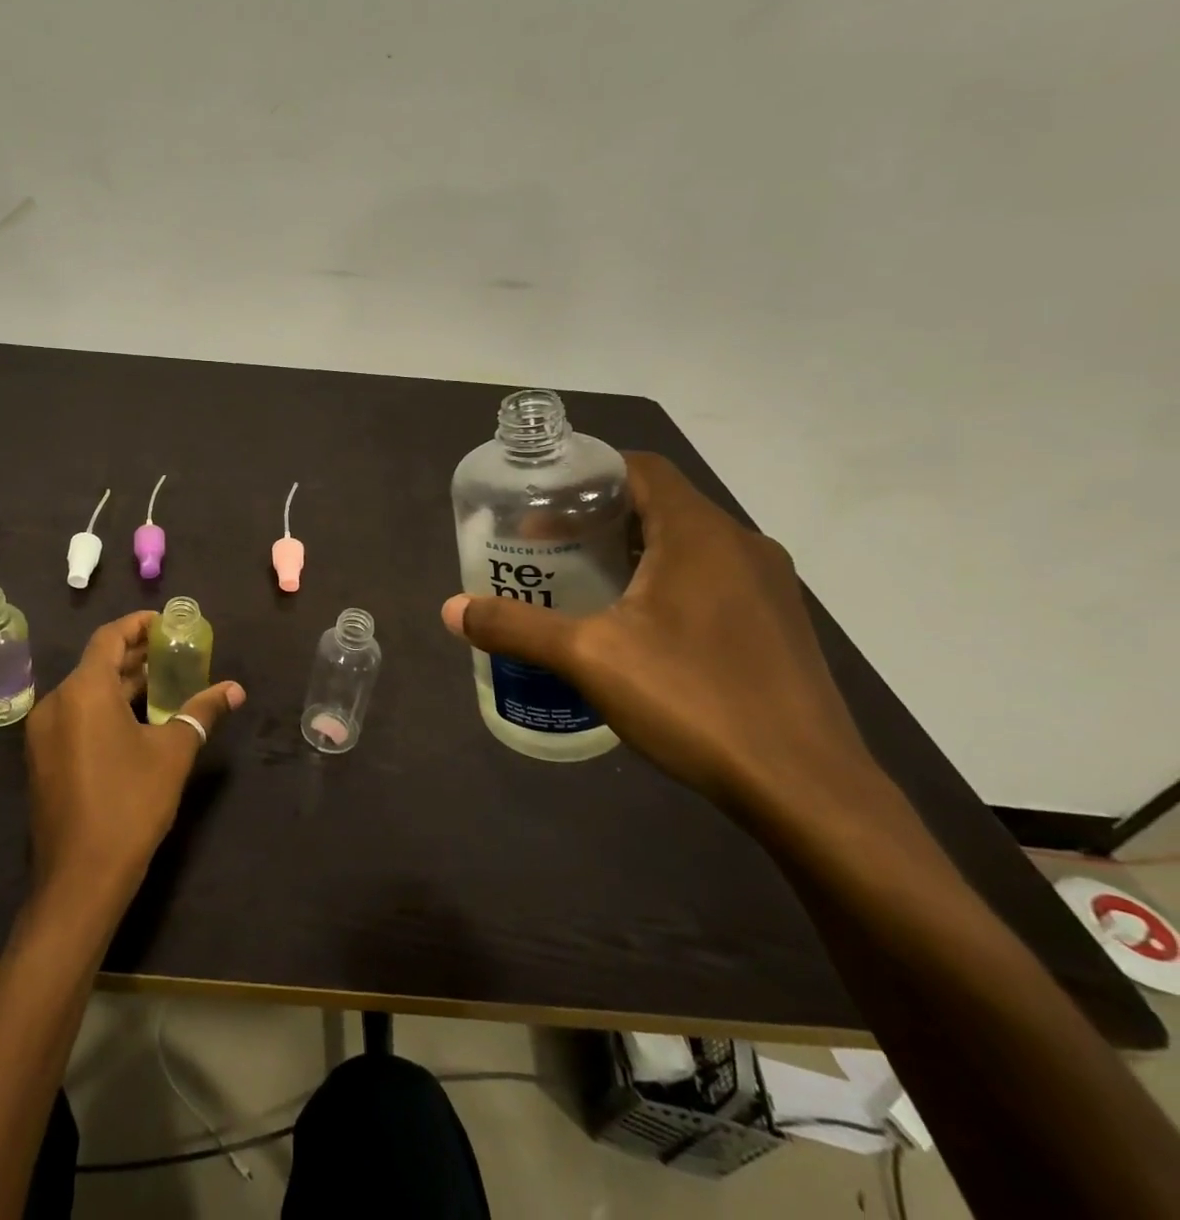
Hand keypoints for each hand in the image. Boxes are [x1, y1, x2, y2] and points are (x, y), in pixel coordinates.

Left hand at [24, 611, 244, 902]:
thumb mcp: (173, 753)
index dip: (138, 625)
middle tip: (174, 652)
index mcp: (83, 691)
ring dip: (121, 683)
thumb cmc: (130, 805)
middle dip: (135, 655)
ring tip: (162, 683)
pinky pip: (75, 716)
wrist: (80, 879)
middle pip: (97, 663)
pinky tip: (135, 721)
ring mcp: (44, 733)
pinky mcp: (42, 758)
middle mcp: (56, 702)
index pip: (109, 637)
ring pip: (85, 691)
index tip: (166, 623)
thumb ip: (202, 712)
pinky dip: (104, 707)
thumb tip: (235, 689)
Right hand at [442, 452, 877, 820]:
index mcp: (700, 534)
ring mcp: (768, 589)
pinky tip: (634, 630)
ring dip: (632, 552)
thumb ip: (516, 627)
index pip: (640, 468)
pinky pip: (710, 581)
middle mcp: (742, 546)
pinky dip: (665, 583)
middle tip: (545, 545)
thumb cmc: (694, 701)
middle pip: (660, 505)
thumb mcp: (588, 659)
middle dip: (599, 518)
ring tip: (580, 583)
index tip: (541, 500)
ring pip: (687, 546)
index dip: (588, 474)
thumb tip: (450, 610)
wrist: (807, 791)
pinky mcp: (777, 627)